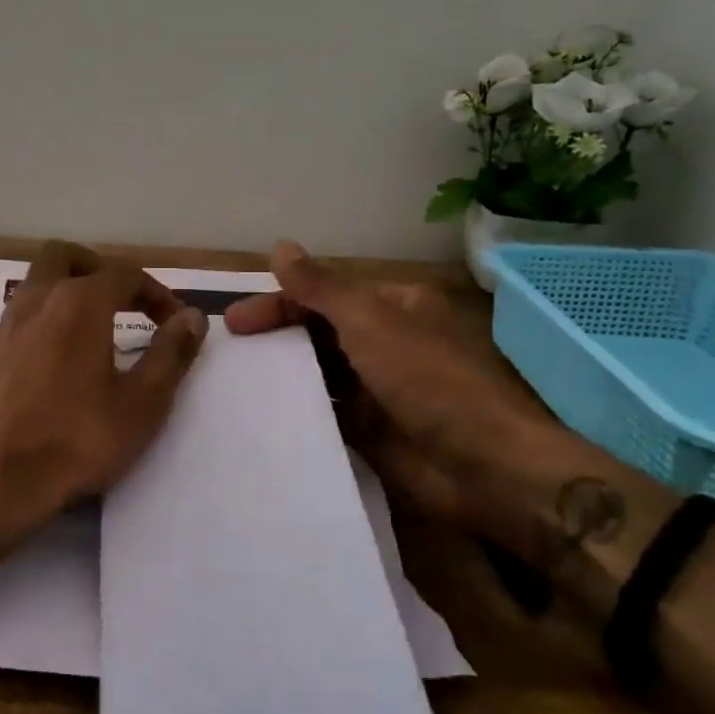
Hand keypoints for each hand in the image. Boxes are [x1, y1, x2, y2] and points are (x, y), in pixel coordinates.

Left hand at [0, 241, 208, 538]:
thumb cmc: (76, 440)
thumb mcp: (141, 403)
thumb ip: (171, 354)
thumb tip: (193, 317)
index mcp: (79, 303)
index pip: (125, 273)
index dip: (157, 293)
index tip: (175, 323)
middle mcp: (39, 298)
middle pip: (69, 256)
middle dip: (103, 271)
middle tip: (128, 303)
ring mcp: (9, 321)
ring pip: (40, 278)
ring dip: (72, 288)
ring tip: (100, 326)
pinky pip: (25, 308)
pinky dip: (49, 312)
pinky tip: (64, 353)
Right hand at [224, 240, 567, 555]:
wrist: (484, 467)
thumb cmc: (428, 380)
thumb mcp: (370, 321)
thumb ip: (320, 287)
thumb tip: (279, 247)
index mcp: (393, 306)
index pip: (324, 294)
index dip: (278, 302)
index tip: (235, 322)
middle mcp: (386, 341)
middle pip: (319, 329)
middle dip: (276, 335)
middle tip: (230, 350)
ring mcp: (380, 387)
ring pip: (320, 370)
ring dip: (284, 371)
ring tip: (236, 382)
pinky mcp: (373, 429)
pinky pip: (326, 410)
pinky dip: (299, 407)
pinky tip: (264, 412)